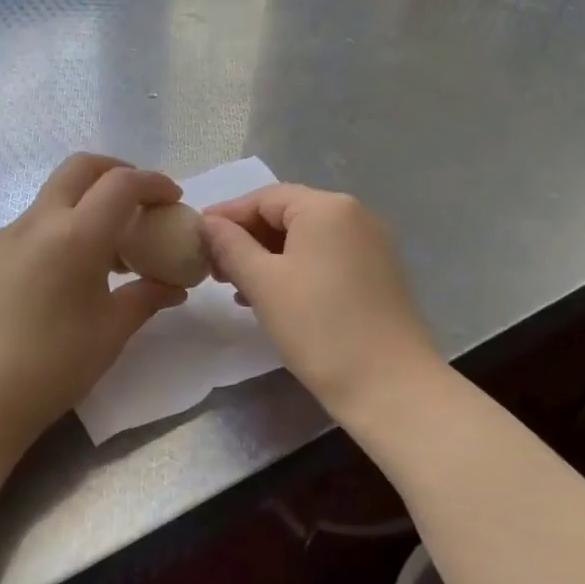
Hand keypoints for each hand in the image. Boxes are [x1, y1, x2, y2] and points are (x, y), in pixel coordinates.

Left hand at [0, 154, 188, 467]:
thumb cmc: (53, 366)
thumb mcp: (111, 332)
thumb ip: (147, 297)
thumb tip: (174, 287)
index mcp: (75, 235)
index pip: (121, 183)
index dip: (154, 183)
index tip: (174, 199)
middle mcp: (38, 222)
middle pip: (80, 168)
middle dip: (117, 172)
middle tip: (141, 201)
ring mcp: (7, 236)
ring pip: (54, 195)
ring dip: (88, 200)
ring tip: (111, 244)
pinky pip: (34, 223)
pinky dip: (63, 225)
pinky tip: (72, 268)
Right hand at [201, 184, 439, 417]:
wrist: (389, 385)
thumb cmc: (318, 326)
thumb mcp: (263, 283)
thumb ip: (231, 245)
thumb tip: (208, 223)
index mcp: (327, 207)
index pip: (265, 198)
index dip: (227, 215)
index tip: (195, 237)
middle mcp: (355, 215)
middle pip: (288, 214)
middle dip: (246, 238)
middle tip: (213, 267)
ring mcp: (371, 245)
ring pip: (306, 239)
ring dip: (267, 257)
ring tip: (236, 286)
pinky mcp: (377, 274)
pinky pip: (325, 258)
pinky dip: (294, 270)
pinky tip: (272, 297)